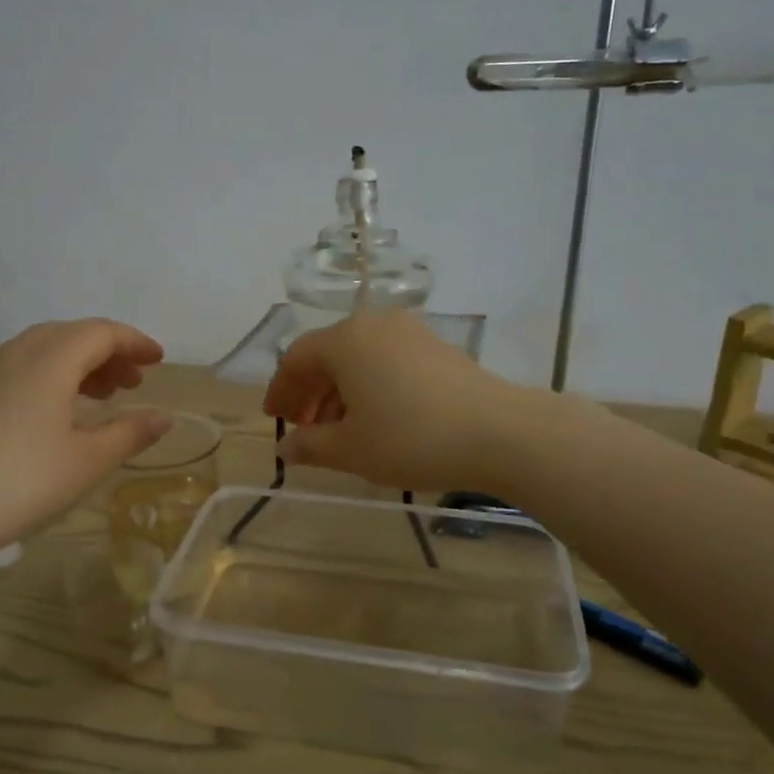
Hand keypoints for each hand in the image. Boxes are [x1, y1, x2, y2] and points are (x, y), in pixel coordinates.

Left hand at [0, 319, 170, 560]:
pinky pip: (21, 368)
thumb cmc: (22, 480)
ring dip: (78, 363)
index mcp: (52, 359)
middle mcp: (18, 354)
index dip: (134, 342)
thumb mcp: (88, 461)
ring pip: (43, 349)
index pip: (101, 332)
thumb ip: (130, 433)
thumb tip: (164, 417)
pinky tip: (55, 412)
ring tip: (101, 396)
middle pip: (71, 334)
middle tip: (132, 381)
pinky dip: (50, 376)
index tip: (158, 361)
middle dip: (108, 352)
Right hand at [262, 311, 535, 492]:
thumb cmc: (411, 438)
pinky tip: (377, 418)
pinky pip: (387, 360)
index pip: (297, 358)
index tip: (275, 418)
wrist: (498, 432)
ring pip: (360, 357)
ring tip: (338, 429)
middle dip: (310, 391)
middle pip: (328, 353)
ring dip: (340, 390)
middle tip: (304, 428)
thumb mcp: (351, 449)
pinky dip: (370, 385)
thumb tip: (285, 447)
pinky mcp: (437, 347)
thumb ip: (310, 446)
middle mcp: (375, 324)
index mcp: (346, 340)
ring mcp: (410, 332)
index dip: (281, 390)